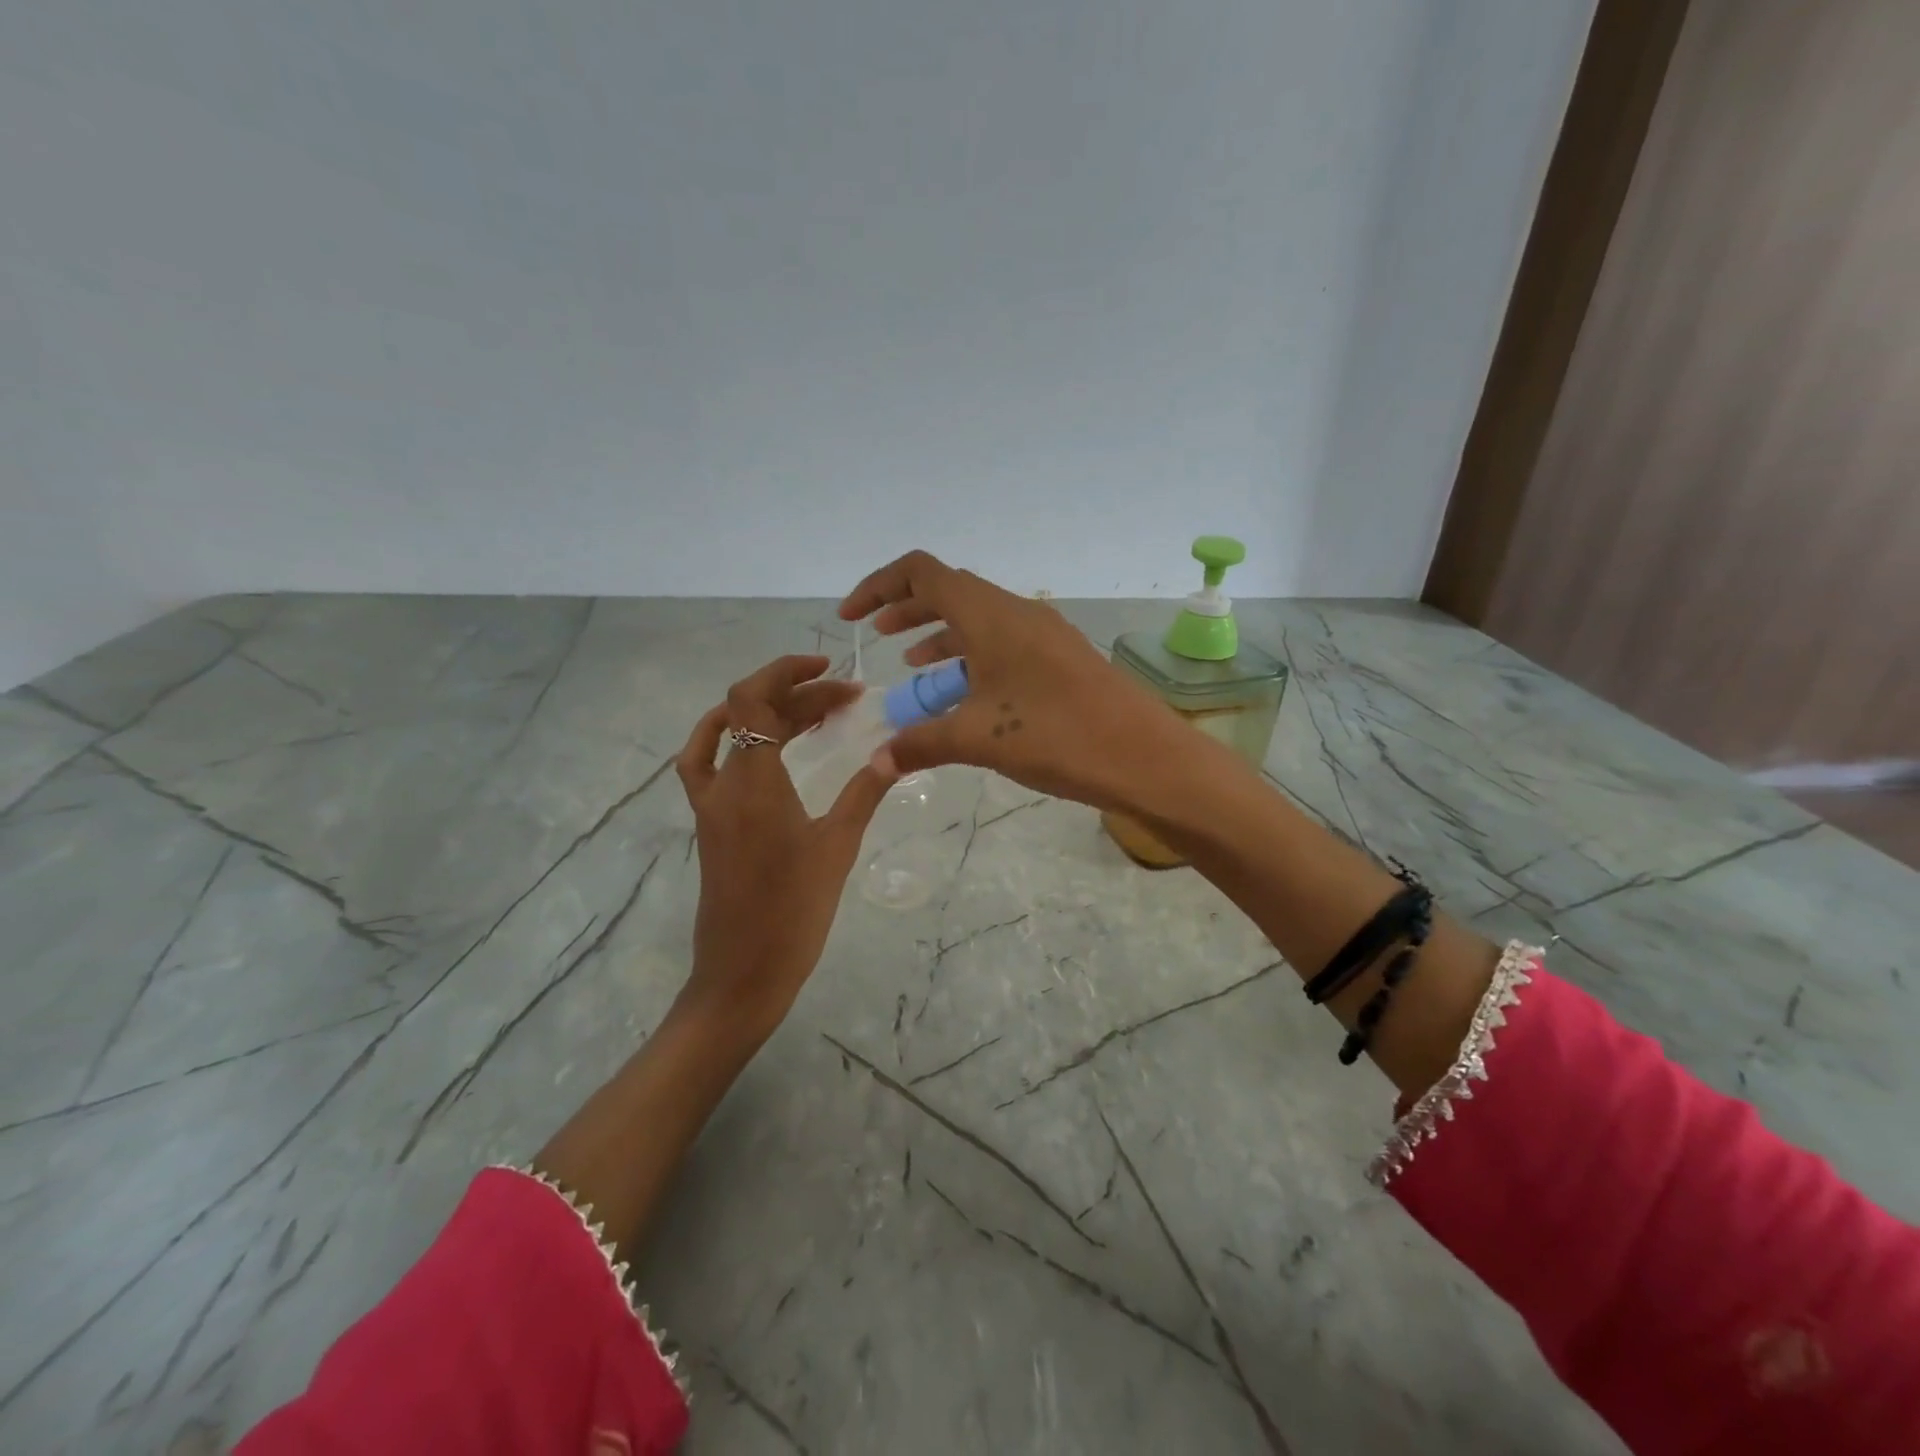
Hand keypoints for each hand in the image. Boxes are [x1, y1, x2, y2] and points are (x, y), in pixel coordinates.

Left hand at [674, 655, 892, 1037]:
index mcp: (752, 782)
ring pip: (730, 735)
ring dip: (768, 714)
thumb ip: (864, 793)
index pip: (752, 698)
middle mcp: (722, 784)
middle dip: (797, 695)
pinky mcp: (710, 823)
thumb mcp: (837, 847)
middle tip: (846, 701)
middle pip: (748, 713)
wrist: (743, 972)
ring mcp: (709, 804)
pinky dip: (733, 739)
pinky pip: (710, 763)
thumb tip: (894, 752)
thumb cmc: (794, 911)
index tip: (830, 670)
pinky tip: (763, 746)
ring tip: (814, 713)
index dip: (786, 671)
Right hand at [838, 551, 1182, 809]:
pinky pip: (1002, 642)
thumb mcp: (976, 738)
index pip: (921, 572)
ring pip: (977, 619)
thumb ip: (919, 745)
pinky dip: (971, 657)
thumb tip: (875, 764)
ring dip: (940, 635)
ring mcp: (1042, 633)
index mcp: (989, 615)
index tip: (852, 618)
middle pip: (949, 591)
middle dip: (907, 609)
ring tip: (911, 666)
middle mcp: (1015, 612)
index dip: (879, 585)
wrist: (1143, 754)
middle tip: (876, 634)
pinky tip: (963, 692)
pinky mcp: (1059, 657)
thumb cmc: (1054, 735)